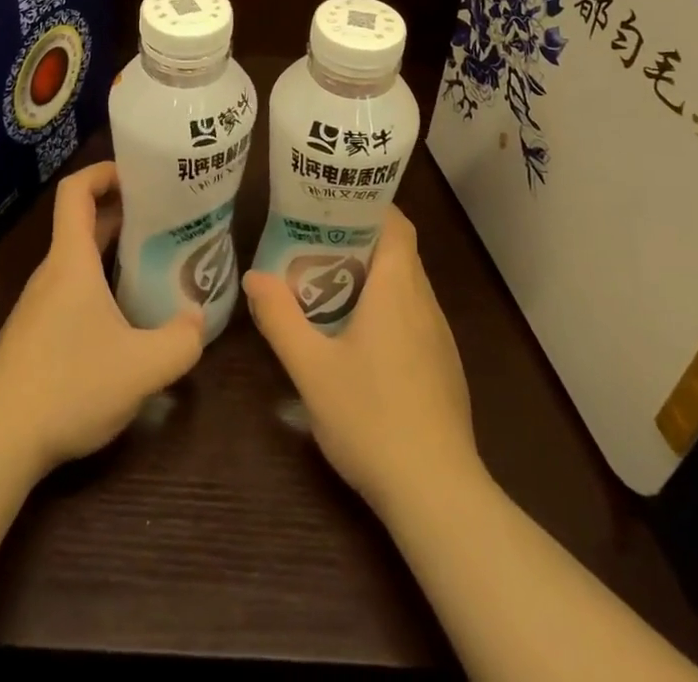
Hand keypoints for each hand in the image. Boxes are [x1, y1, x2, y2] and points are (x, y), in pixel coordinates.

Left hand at [0, 162, 205, 476]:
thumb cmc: (68, 386)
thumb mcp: (142, 368)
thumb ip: (181, 341)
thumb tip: (197, 319)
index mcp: (71, 261)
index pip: (76, 191)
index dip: (104, 171)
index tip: (140, 173)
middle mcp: (52, 274)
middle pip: (84, 224)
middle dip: (124, 213)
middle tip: (167, 219)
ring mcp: (39, 306)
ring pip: (79, 262)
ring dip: (113, 253)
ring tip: (155, 265)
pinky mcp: (35, 336)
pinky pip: (71, 292)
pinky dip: (100, 286)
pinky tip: (125, 320)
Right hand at [244, 206, 481, 515]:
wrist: (437, 493)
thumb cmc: (372, 418)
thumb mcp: (311, 368)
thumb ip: (280, 319)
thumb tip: (253, 277)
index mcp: (398, 288)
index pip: (396, 224)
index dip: (369, 205)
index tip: (332, 204)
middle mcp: (425, 303)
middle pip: (398, 251)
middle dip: (359, 240)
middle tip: (313, 242)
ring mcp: (439, 337)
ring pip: (407, 286)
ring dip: (372, 276)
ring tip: (327, 283)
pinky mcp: (443, 367)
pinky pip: (414, 317)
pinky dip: (387, 308)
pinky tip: (358, 338)